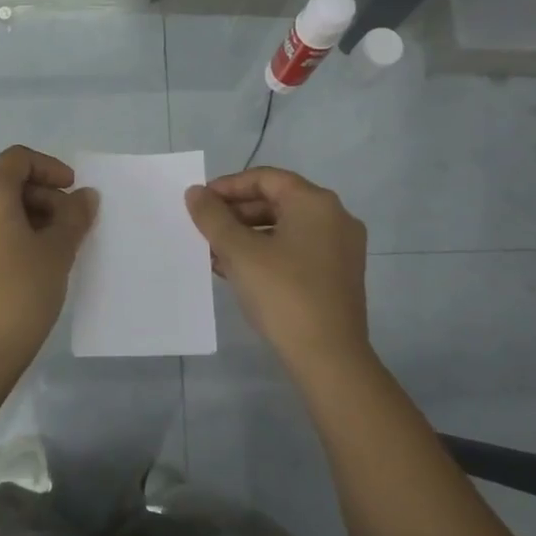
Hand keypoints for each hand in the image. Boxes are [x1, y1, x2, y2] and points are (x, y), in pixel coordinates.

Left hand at [0, 145, 98, 376]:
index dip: (50, 168)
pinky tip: (30, 262)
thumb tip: (84, 196)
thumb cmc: (20, 294)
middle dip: (42, 197)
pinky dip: (8, 233)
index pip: (18, 159)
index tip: (72, 192)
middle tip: (70, 227)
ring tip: (54, 248)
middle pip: (5, 183)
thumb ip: (74, 216)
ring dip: (27, 217)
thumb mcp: (57, 251)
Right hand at [185, 168, 370, 375]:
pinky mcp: (337, 276)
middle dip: (236, 214)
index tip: (199, 202)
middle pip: (276, 202)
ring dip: (247, 236)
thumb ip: (213, 217)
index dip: (228, 186)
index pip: (265, 178)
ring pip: (284, 229)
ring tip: (213, 253)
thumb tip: (195, 193)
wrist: (329, 357)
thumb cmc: (283, 293)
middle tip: (204, 229)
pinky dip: (266, 254)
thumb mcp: (240, 252)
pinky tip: (237, 272)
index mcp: (316, 203)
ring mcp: (340, 249)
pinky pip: (296, 251)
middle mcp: (335, 218)